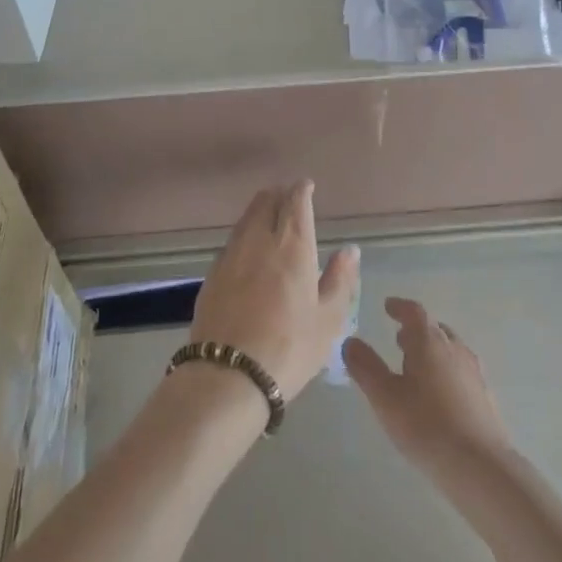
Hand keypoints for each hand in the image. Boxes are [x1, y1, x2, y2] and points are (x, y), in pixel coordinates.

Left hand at [189, 181, 359, 401]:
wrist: (228, 375)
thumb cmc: (289, 348)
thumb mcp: (328, 319)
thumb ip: (340, 280)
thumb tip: (349, 249)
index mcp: (292, 246)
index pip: (296, 202)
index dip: (301, 190)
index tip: (306, 186)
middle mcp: (259, 240)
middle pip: (265, 202)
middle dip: (278, 194)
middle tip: (288, 198)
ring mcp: (230, 255)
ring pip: (245, 219)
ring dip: (259, 211)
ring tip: (269, 218)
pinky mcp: (212, 274)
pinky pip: (232, 242)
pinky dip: (244, 235)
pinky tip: (249, 251)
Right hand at [343, 298, 510, 472]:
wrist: (480, 466)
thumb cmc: (425, 425)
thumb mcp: (384, 397)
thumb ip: (365, 366)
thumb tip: (350, 341)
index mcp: (429, 341)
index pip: (414, 312)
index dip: (399, 307)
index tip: (387, 307)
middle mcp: (454, 348)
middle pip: (434, 328)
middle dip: (415, 330)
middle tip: (398, 339)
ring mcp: (473, 371)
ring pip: (450, 349)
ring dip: (432, 350)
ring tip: (416, 366)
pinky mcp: (485, 395)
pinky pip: (461, 370)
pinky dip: (446, 370)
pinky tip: (439, 394)